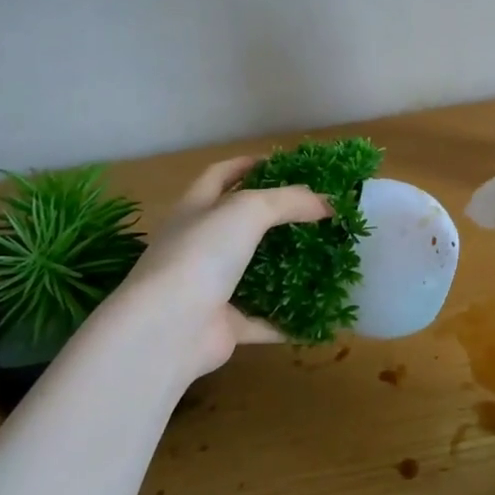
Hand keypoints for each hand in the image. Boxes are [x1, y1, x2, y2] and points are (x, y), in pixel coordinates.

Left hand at [93, 157, 329, 381]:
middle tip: (315, 215)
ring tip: (323, 259)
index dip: (247, 165)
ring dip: (285, 269)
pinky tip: (317, 314)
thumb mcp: (247, 211)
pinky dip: (287, 319)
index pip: (220, 176)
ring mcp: (210, 288)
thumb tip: (327, 203)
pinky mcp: (224, 325)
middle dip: (276, 219)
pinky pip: (263, 320)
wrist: (167, 329)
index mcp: (195, 210)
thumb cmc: (201, 255)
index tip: (282, 164)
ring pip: (254, 274)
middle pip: (240, 226)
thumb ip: (288, 201)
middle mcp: (199, 246)